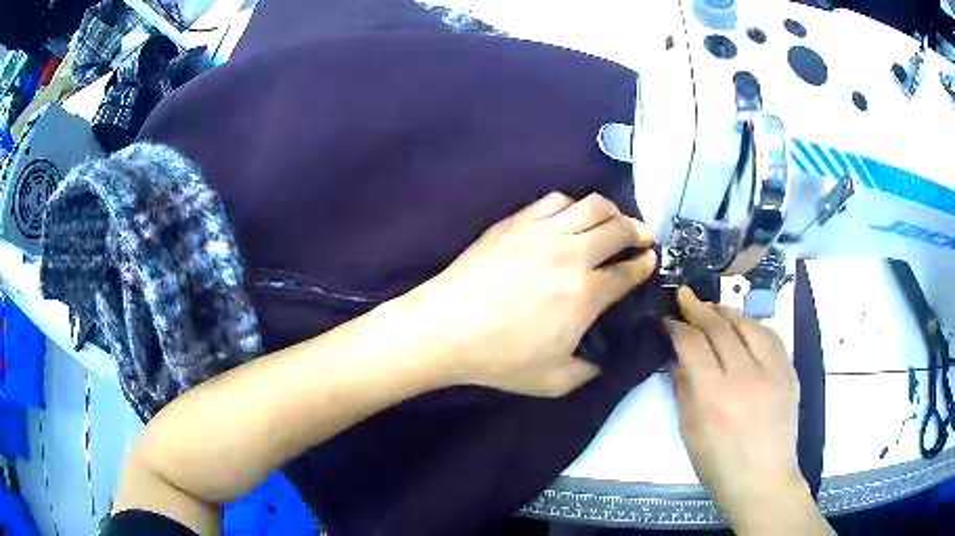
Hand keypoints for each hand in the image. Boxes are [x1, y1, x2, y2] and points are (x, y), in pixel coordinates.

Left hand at [406, 192, 655, 396]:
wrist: (445, 328)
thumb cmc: (499, 357)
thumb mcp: (555, 381)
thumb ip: (589, 371)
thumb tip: (603, 360)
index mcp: (585, 294)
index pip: (628, 271)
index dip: (644, 264)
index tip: (650, 261)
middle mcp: (571, 254)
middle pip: (618, 228)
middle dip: (638, 231)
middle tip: (642, 238)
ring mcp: (542, 232)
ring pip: (591, 204)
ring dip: (611, 211)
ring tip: (613, 221)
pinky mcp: (516, 222)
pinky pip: (555, 200)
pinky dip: (573, 204)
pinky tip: (570, 217)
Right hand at [667, 287, 831, 534]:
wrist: (763, 479)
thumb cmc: (718, 464)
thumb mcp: (690, 432)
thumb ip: (683, 389)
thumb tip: (677, 357)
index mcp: (714, 396)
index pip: (693, 345)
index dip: (677, 326)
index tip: (667, 319)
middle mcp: (745, 376)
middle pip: (720, 328)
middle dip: (699, 308)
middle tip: (684, 295)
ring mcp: (772, 371)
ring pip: (748, 324)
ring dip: (727, 311)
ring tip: (712, 307)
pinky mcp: (789, 372)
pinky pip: (771, 336)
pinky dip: (753, 324)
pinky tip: (743, 324)